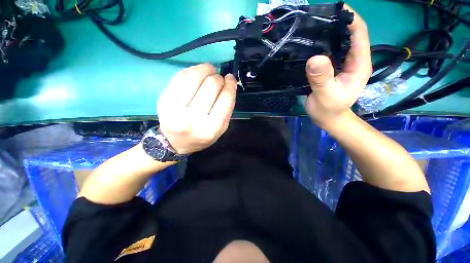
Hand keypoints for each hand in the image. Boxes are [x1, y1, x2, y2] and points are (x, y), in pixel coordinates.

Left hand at [157, 63, 236, 153]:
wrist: (174, 142)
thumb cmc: (201, 136)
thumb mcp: (221, 129)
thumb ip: (228, 108)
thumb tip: (229, 83)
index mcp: (210, 129)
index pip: (225, 99)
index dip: (230, 85)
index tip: (231, 78)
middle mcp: (192, 119)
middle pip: (211, 85)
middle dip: (218, 77)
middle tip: (219, 78)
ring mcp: (174, 108)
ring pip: (194, 76)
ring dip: (205, 69)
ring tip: (209, 70)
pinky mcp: (163, 99)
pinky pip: (180, 76)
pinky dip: (192, 70)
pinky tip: (197, 74)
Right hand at [304, 5, 371, 129]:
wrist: (328, 118)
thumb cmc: (329, 110)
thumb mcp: (326, 96)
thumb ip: (322, 78)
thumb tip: (315, 58)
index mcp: (359, 64)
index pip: (359, 34)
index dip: (350, 19)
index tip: (335, 8)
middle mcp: (353, 60)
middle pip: (349, 34)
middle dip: (337, 22)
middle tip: (317, 16)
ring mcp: (342, 64)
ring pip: (337, 42)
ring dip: (327, 33)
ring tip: (312, 27)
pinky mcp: (331, 68)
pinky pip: (327, 52)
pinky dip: (320, 46)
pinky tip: (309, 44)